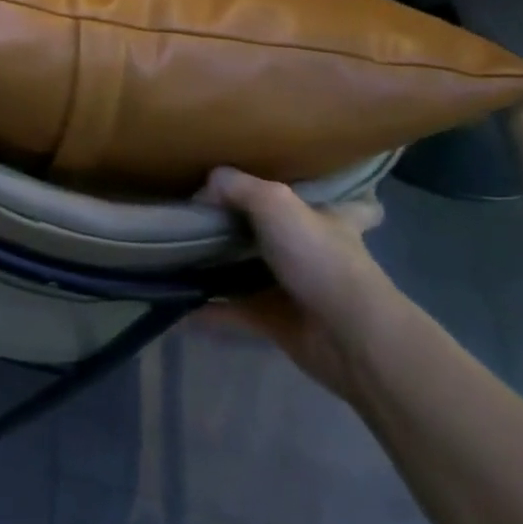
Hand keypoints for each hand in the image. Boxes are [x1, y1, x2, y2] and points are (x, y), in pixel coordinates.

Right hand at [193, 167, 406, 400]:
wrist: (348, 337)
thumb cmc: (320, 258)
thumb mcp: (274, 202)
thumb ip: (234, 186)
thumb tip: (202, 191)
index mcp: (327, 220)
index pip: (345, 203)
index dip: (331, 195)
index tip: (301, 188)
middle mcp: (313, 253)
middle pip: (280, 234)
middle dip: (248, 225)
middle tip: (202, 214)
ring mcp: (294, 289)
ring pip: (251, 271)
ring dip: (219, 266)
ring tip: (175, 250)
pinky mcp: (276, 321)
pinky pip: (231, 309)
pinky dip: (205, 307)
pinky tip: (174, 298)